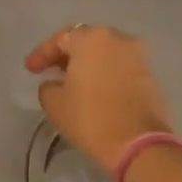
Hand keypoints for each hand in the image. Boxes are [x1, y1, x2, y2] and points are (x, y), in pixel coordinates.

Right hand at [24, 24, 173, 171]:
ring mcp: (138, 56)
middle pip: (87, 41)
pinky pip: (121, 67)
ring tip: (74, 82)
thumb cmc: (90, 117)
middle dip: (68, 55)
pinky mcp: (150, 75)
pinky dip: (107, 74)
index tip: (30, 69)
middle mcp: (118, 38)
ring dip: (89, 64)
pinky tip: (96, 90)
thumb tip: (55, 84)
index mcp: (92, 38)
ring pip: (106, 53)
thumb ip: (48, 86)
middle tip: (52, 70)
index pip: (61, 38)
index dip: (42, 53)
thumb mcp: (55, 103)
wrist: (138, 143)